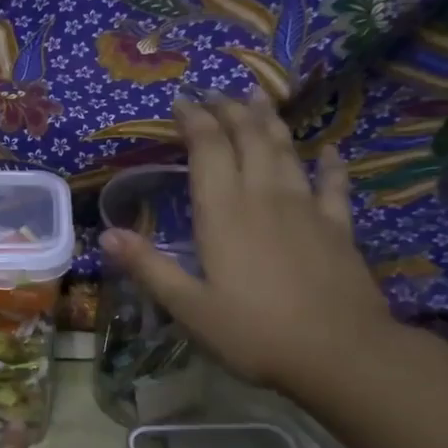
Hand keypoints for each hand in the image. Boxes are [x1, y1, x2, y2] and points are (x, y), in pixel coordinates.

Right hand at [100, 93, 395, 395]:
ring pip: (286, 151)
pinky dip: (330, 164)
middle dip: (230, 111)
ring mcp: (305, 209)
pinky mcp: (338, 228)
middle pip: (248, 139)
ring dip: (270, 122)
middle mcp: (264, 198)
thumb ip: (148, 267)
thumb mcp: (188, 307)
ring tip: (259, 99)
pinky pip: (333, 185)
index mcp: (223, 213)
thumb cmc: (254, 333)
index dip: (195, 120)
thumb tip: (106, 234)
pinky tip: (330, 150)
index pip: (208, 149)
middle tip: (216, 93)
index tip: (182, 102)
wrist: (341, 355)